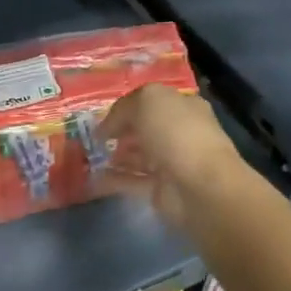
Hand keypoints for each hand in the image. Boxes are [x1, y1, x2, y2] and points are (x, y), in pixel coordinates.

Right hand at [100, 84, 242, 225]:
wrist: (200, 185)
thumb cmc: (176, 133)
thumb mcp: (147, 102)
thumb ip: (124, 108)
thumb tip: (108, 126)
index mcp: (182, 106)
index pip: (150, 102)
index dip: (126, 107)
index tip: (101, 116)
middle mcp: (179, 132)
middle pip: (144, 129)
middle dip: (120, 131)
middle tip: (94, 137)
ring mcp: (171, 162)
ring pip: (138, 155)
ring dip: (116, 155)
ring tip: (91, 156)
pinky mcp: (161, 188)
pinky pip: (133, 180)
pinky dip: (114, 179)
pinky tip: (94, 176)